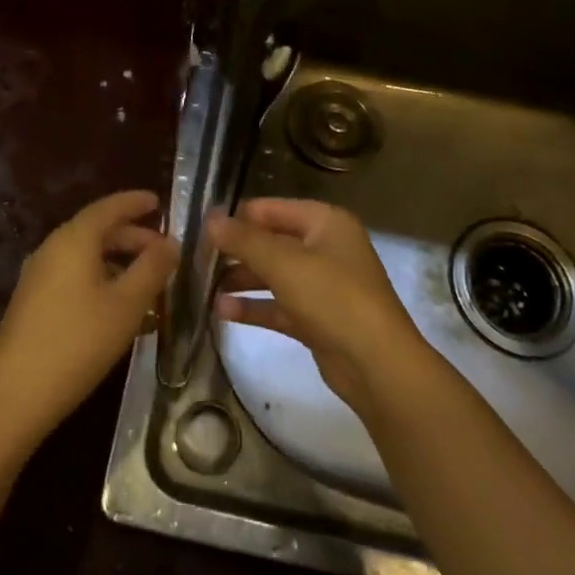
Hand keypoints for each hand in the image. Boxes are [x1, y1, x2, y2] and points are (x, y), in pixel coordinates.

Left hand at [0, 191, 178, 441]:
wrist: (14, 395)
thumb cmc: (78, 342)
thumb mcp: (126, 305)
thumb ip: (152, 269)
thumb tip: (170, 243)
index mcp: (74, 240)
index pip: (108, 207)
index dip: (135, 202)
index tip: (159, 201)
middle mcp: (52, 249)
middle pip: (97, 231)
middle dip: (132, 237)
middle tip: (163, 250)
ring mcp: (39, 276)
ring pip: (86, 257)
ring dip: (119, 264)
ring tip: (149, 284)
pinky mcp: (33, 303)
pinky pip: (74, 278)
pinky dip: (102, 281)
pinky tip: (120, 310)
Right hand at [209, 199, 430, 413]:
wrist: (377, 365)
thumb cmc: (332, 298)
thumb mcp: (284, 263)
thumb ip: (244, 240)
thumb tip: (210, 218)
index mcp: (325, 222)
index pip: (271, 209)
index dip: (237, 216)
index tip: (201, 228)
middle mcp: (325, 247)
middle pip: (271, 241)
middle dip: (236, 250)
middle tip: (197, 259)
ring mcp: (322, 285)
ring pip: (273, 274)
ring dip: (240, 279)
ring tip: (203, 286)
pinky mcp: (316, 318)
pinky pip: (278, 304)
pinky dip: (253, 306)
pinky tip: (222, 312)